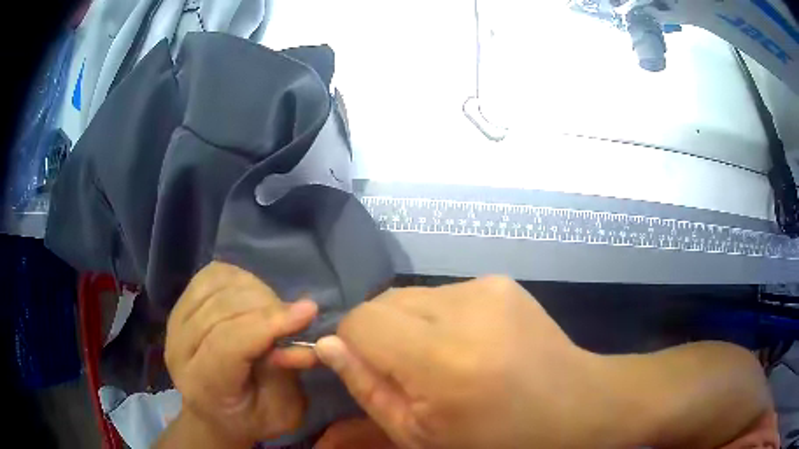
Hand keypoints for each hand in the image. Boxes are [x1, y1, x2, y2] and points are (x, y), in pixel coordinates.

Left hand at [165, 262, 318, 445]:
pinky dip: (238, 279)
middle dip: (267, 306)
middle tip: (293, 319)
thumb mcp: (281, 413)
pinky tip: (251, 297)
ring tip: (272, 312)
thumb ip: (287, 377)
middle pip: (222, 308)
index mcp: (203, 386)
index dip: (268, 323)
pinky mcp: (179, 306)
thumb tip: (302, 340)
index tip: (309, 310)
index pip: (228, 343)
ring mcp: (174, 324)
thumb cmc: (252, 418)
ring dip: (254, 291)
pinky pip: (210, 276)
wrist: (215, 412)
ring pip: (216, 286)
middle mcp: (179, 350)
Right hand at [314, 276, 620, 448]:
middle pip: (384, 301)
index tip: (370, 369)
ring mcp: (487, 287)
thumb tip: (328, 346)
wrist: (574, 405)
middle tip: (408, 370)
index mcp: (443, 360)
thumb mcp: (420, 434)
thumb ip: (368, 389)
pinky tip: (467, 343)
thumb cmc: (496, 437)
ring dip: (411, 325)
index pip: (361, 320)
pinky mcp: (500, 280)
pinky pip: (443, 293)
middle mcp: (466, 309)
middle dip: (381, 334)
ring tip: (441, 358)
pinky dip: (439, 317)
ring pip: (412, 295)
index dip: (352, 343)